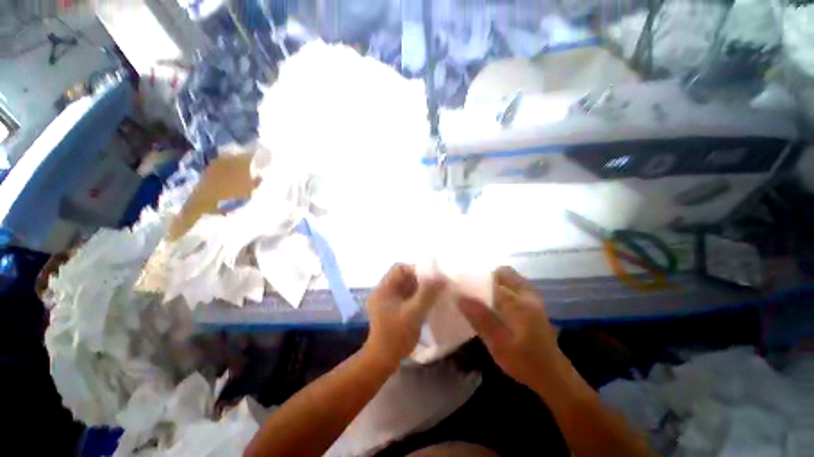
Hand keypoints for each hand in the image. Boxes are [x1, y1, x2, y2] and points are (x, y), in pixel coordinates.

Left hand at [363, 264, 445, 369]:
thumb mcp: (413, 313)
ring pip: (406, 287)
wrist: (384, 360)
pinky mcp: (394, 309)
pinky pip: (407, 296)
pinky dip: (418, 296)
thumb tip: (442, 278)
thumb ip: (427, 294)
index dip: (415, 269)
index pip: (399, 268)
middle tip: (436, 284)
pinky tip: (429, 301)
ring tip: (435, 291)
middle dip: (420, 279)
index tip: (431, 276)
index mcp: (384, 289)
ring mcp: (389, 300)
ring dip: (420, 288)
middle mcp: (385, 291)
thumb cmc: (396, 335)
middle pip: (403, 277)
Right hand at [458, 266, 569, 393]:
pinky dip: (504, 287)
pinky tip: (495, 303)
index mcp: (519, 303)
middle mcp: (527, 295)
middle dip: (487, 276)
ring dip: (496, 281)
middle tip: (473, 288)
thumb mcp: (499, 345)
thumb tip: (460, 297)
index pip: (493, 280)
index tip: (462, 284)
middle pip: (505, 272)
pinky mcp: (535, 306)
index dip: (476, 279)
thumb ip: (481, 319)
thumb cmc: (525, 363)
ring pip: (512, 278)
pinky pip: (516, 286)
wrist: (554, 377)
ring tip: (481, 294)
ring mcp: (533, 299)